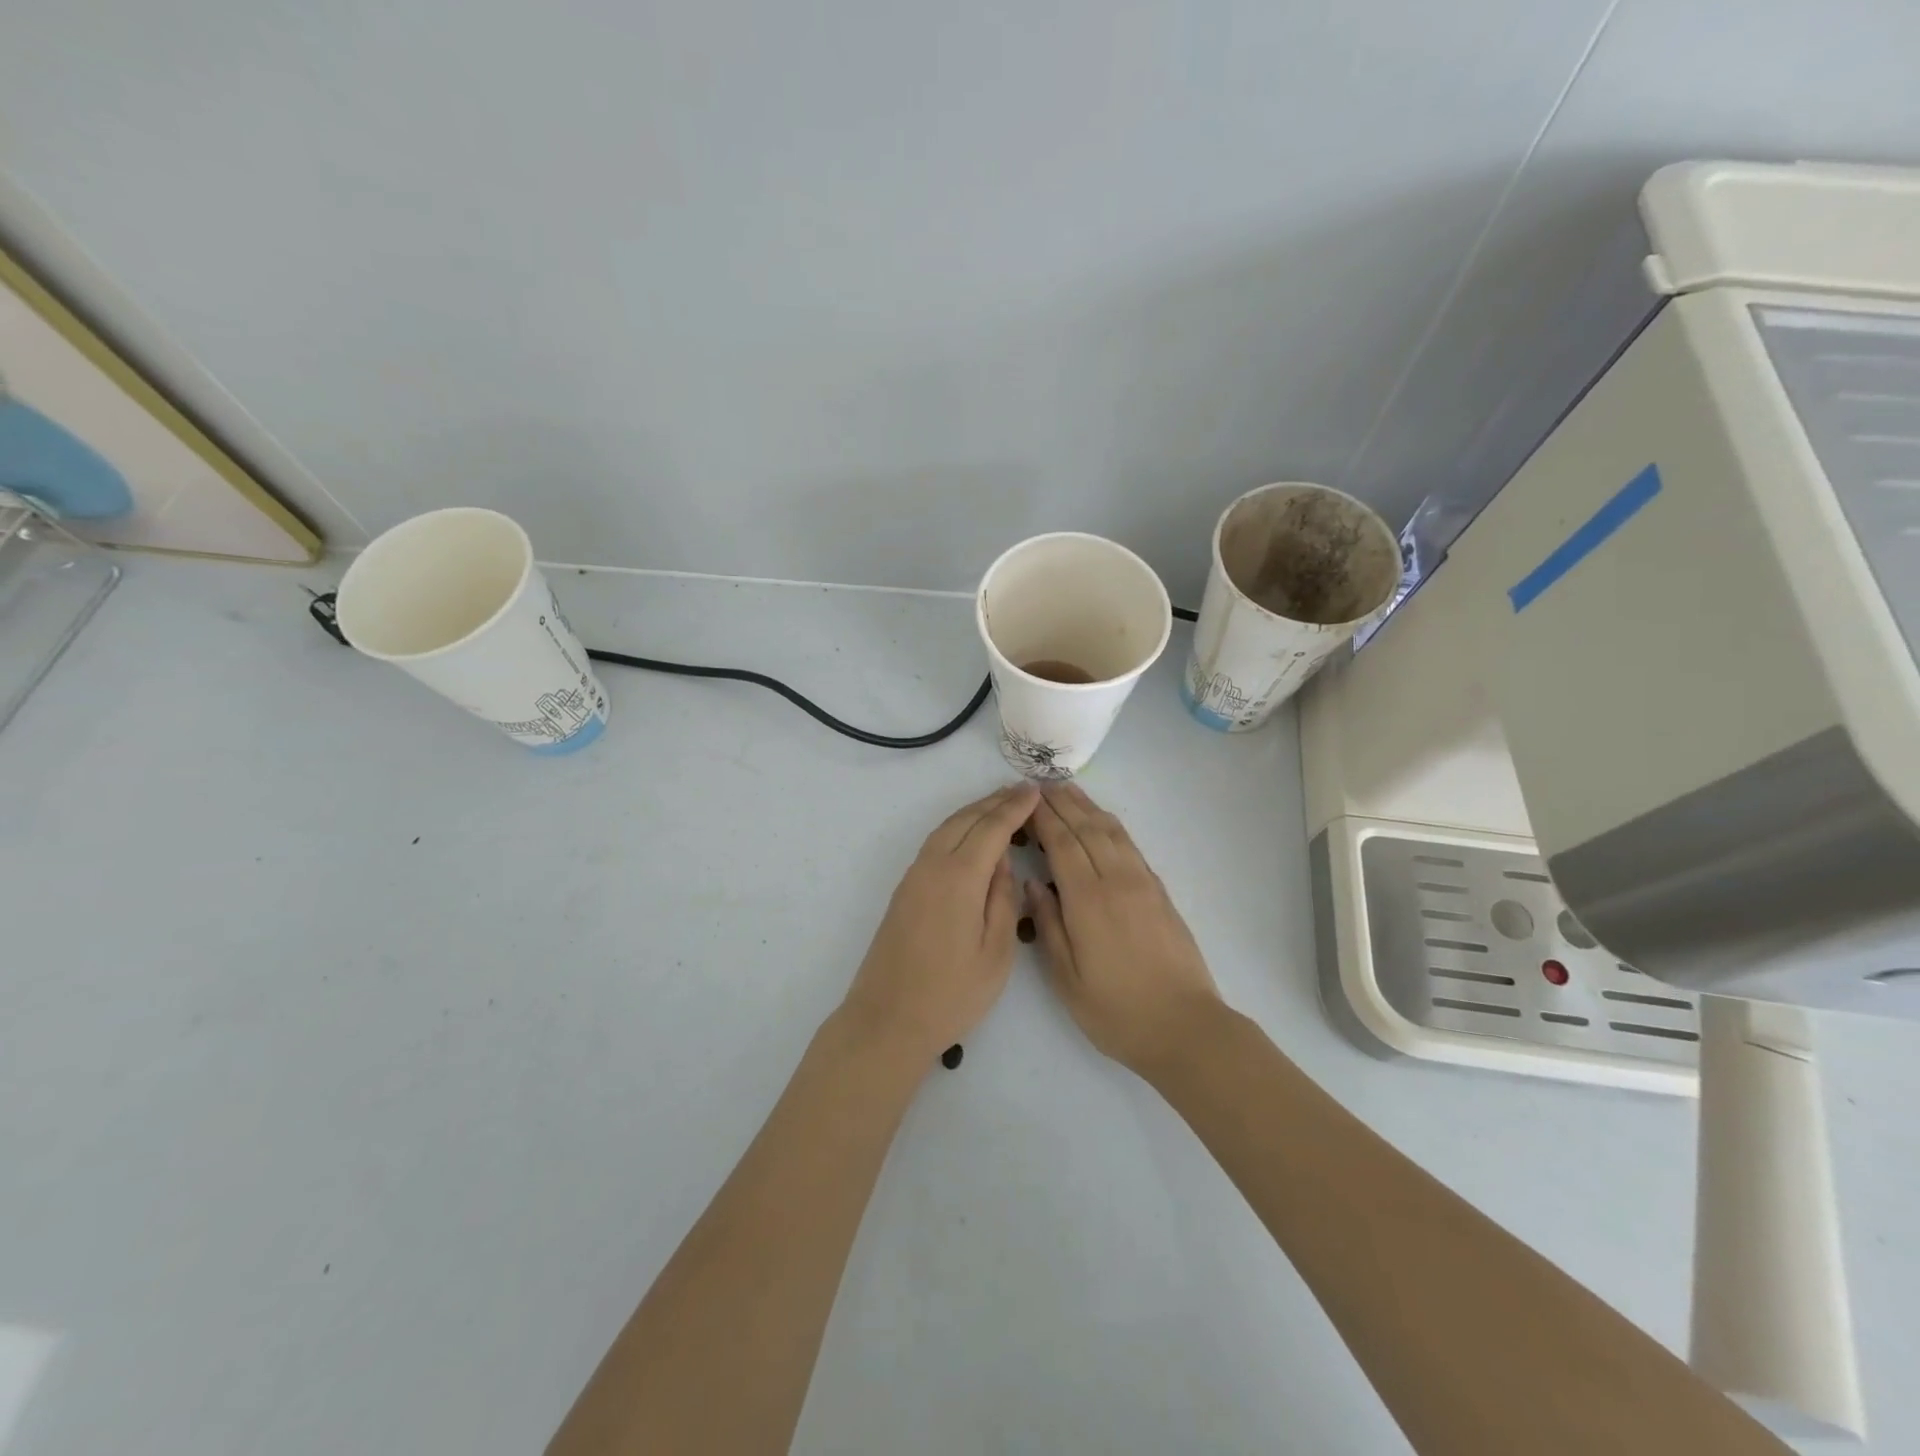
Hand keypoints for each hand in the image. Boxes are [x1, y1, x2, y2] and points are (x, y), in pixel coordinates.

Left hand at [839, 783, 1038, 1063]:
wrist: (887, 1019)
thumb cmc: (950, 994)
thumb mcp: (995, 953)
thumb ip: (1003, 900)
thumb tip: (1002, 863)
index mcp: (959, 878)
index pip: (991, 829)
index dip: (1015, 807)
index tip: (1036, 790)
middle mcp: (932, 866)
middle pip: (966, 819)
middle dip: (995, 801)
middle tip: (1023, 790)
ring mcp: (913, 876)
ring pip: (946, 828)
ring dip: (974, 812)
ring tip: (1001, 804)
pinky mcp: (905, 890)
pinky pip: (935, 843)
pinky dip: (958, 828)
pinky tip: (971, 836)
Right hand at [1025, 783, 1224, 1075]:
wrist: (1185, 1027)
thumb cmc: (1117, 1011)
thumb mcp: (1067, 979)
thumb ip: (1048, 925)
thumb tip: (1033, 883)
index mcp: (1088, 901)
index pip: (1061, 844)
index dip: (1043, 818)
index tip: (1025, 799)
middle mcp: (1116, 881)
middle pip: (1086, 828)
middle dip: (1062, 803)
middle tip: (1040, 784)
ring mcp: (1142, 883)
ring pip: (1111, 831)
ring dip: (1087, 807)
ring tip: (1067, 790)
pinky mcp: (1159, 891)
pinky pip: (1130, 845)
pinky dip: (1111, 825)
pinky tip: (1101, 821)